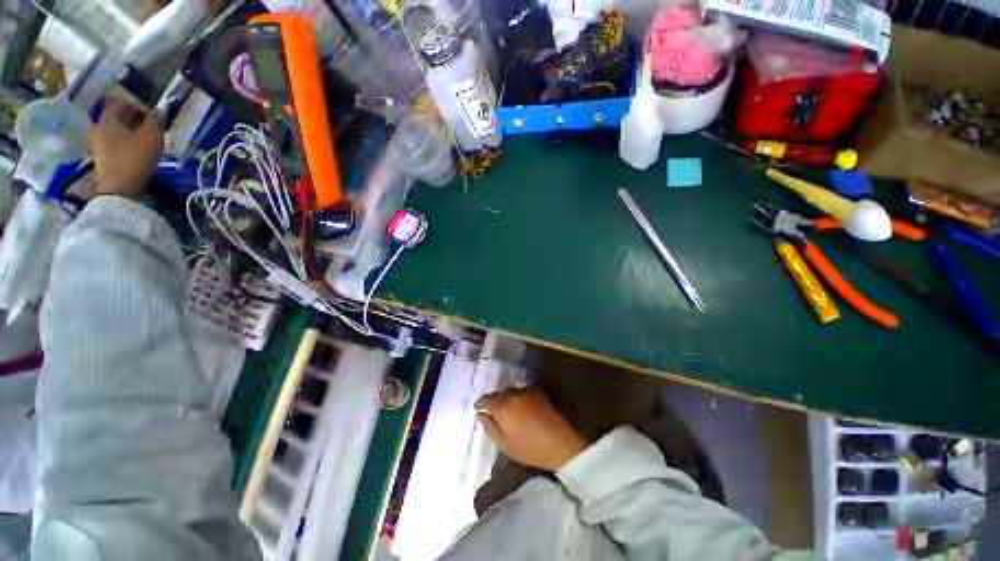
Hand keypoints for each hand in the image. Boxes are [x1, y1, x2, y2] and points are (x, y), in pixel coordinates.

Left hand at [89, 98, 161, 199]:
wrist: (119, 189)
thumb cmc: (134, 158)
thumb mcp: (150, 137)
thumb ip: (155, 120)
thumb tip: (158, 109)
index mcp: (108, 118)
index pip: (121, 103)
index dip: (136, 104)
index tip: (151, 110)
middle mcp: (99, 127)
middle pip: (116, 117)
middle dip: (132, 118)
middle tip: (149, 124)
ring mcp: (97, 144)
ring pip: (115, 131)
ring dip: (129, 131)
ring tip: (144, 138)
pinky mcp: (101, 158)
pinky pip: (114, 143)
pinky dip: (125, 142)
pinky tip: (135, 149)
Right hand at [476, 387, 589, 471]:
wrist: (561, 443)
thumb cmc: (530, 449)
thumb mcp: (505, 445)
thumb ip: (490, 428)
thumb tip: (481, 416)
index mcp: (503, 407)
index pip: (486, 400)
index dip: (480, 404)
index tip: (477, 409)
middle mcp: (513, 394)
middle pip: (498, 393)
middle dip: (493, 401)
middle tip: (492, 411)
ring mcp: (527, 391)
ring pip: (510, 391)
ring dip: (505, 397)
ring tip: (506, 409)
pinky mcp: (538, 392)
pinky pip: (521, 390)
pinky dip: (517, 396)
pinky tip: (519, 406)